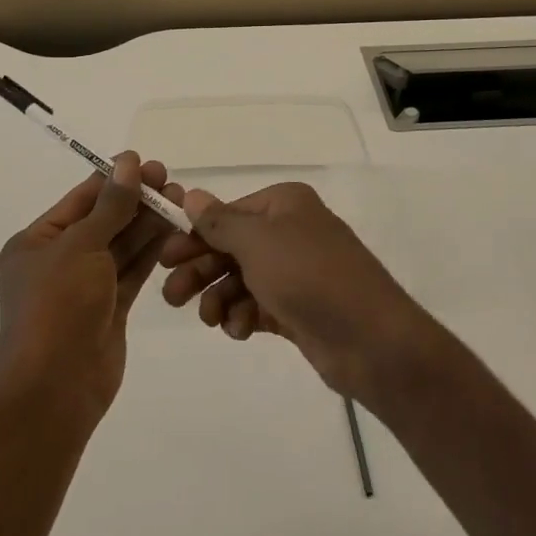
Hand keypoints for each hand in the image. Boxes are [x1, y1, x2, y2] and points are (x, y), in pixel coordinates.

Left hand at [0, 152, 183, 427]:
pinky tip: (174, 231)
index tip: (147, 163)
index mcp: (36, 242)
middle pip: (103, 220)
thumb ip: (111, 205)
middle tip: (170, 182)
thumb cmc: (57, 307)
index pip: (81, 200)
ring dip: (147, 224)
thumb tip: (128, 162)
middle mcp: (58, 260)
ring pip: (121, 245)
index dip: (114, 180)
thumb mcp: (81, 246)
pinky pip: (131, 272)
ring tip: (179, 201)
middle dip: (135, 201)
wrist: (54, 390)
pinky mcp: (108, 309)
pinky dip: (151, 252)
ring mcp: (85, 287)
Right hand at [159, 181, 435, 403]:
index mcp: (284, 204)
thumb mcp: (257, 243)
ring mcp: (296, 272)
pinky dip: (244, 316)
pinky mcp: (299, 308)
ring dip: (220, 297)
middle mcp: (290, 231)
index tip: (164, 258)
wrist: (371, 341)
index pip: (228, 214)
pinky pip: (258, 305)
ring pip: (242, 279)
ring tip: (210, 319)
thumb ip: (219, 222)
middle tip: (171, 296)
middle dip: (202, 270)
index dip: (194, 235)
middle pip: (231, 247)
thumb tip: (191, 194)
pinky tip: (239, 330)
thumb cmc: (309, 276)